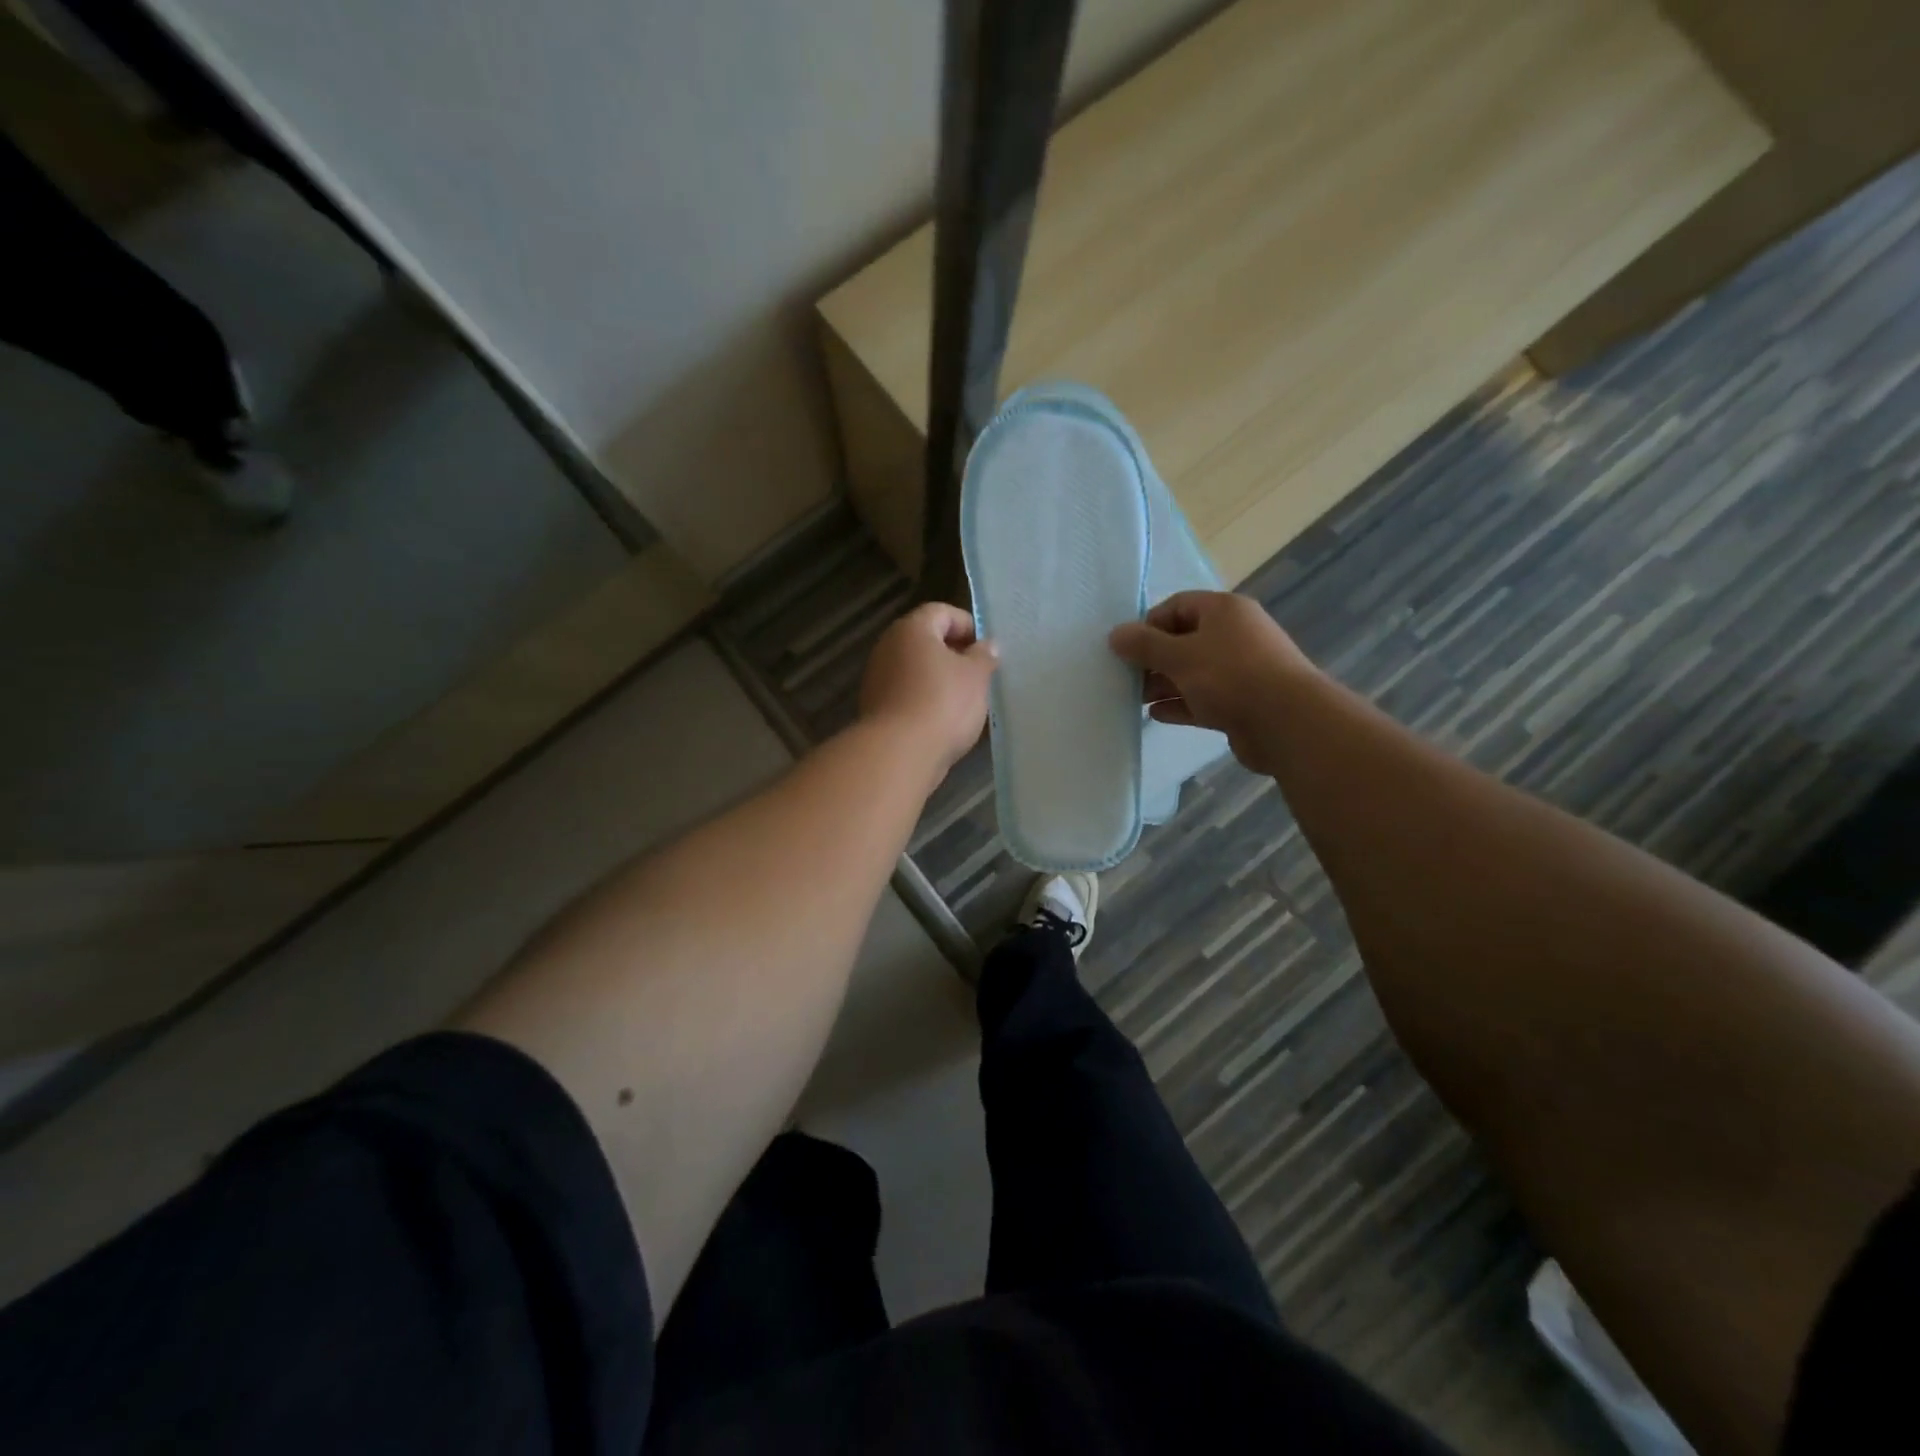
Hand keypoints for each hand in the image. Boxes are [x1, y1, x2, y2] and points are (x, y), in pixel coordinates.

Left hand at [859, 602, 997, 772]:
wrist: (899, 753)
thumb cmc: (942, 703)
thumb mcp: (975, 676)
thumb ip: (984, 656)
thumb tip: (987, 645)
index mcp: (912, 629)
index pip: (941, 612)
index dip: (967, 625)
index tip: (985, 649)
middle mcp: (888, 647)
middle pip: (925, 639)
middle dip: (953, 653)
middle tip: (979, 673)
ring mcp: (877, 678)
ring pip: (915, 668)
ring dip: (939, 678)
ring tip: (965, 699)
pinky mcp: (875, 707)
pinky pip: (906, 693)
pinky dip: (924, 698)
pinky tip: (943, 719)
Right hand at [1108, 591, 1316, 773]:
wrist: (1287, 723)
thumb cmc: (1230, 677)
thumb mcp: (1180, 656)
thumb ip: (1144, 645)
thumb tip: (1115, 635)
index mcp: (1224, 611)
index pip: (1177, 606)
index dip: (1149, 624)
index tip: (1127, 649)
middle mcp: (1234, 635)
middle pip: (1184, 640)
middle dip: (1153, 659)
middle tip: (1128, 679)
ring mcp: (1240, 670)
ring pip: (1193, 672)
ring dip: (1164, 684)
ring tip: (1137, 701)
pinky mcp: (1241, 702)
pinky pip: (1203, 698)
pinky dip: (1180, 704)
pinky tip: (1156, 715)